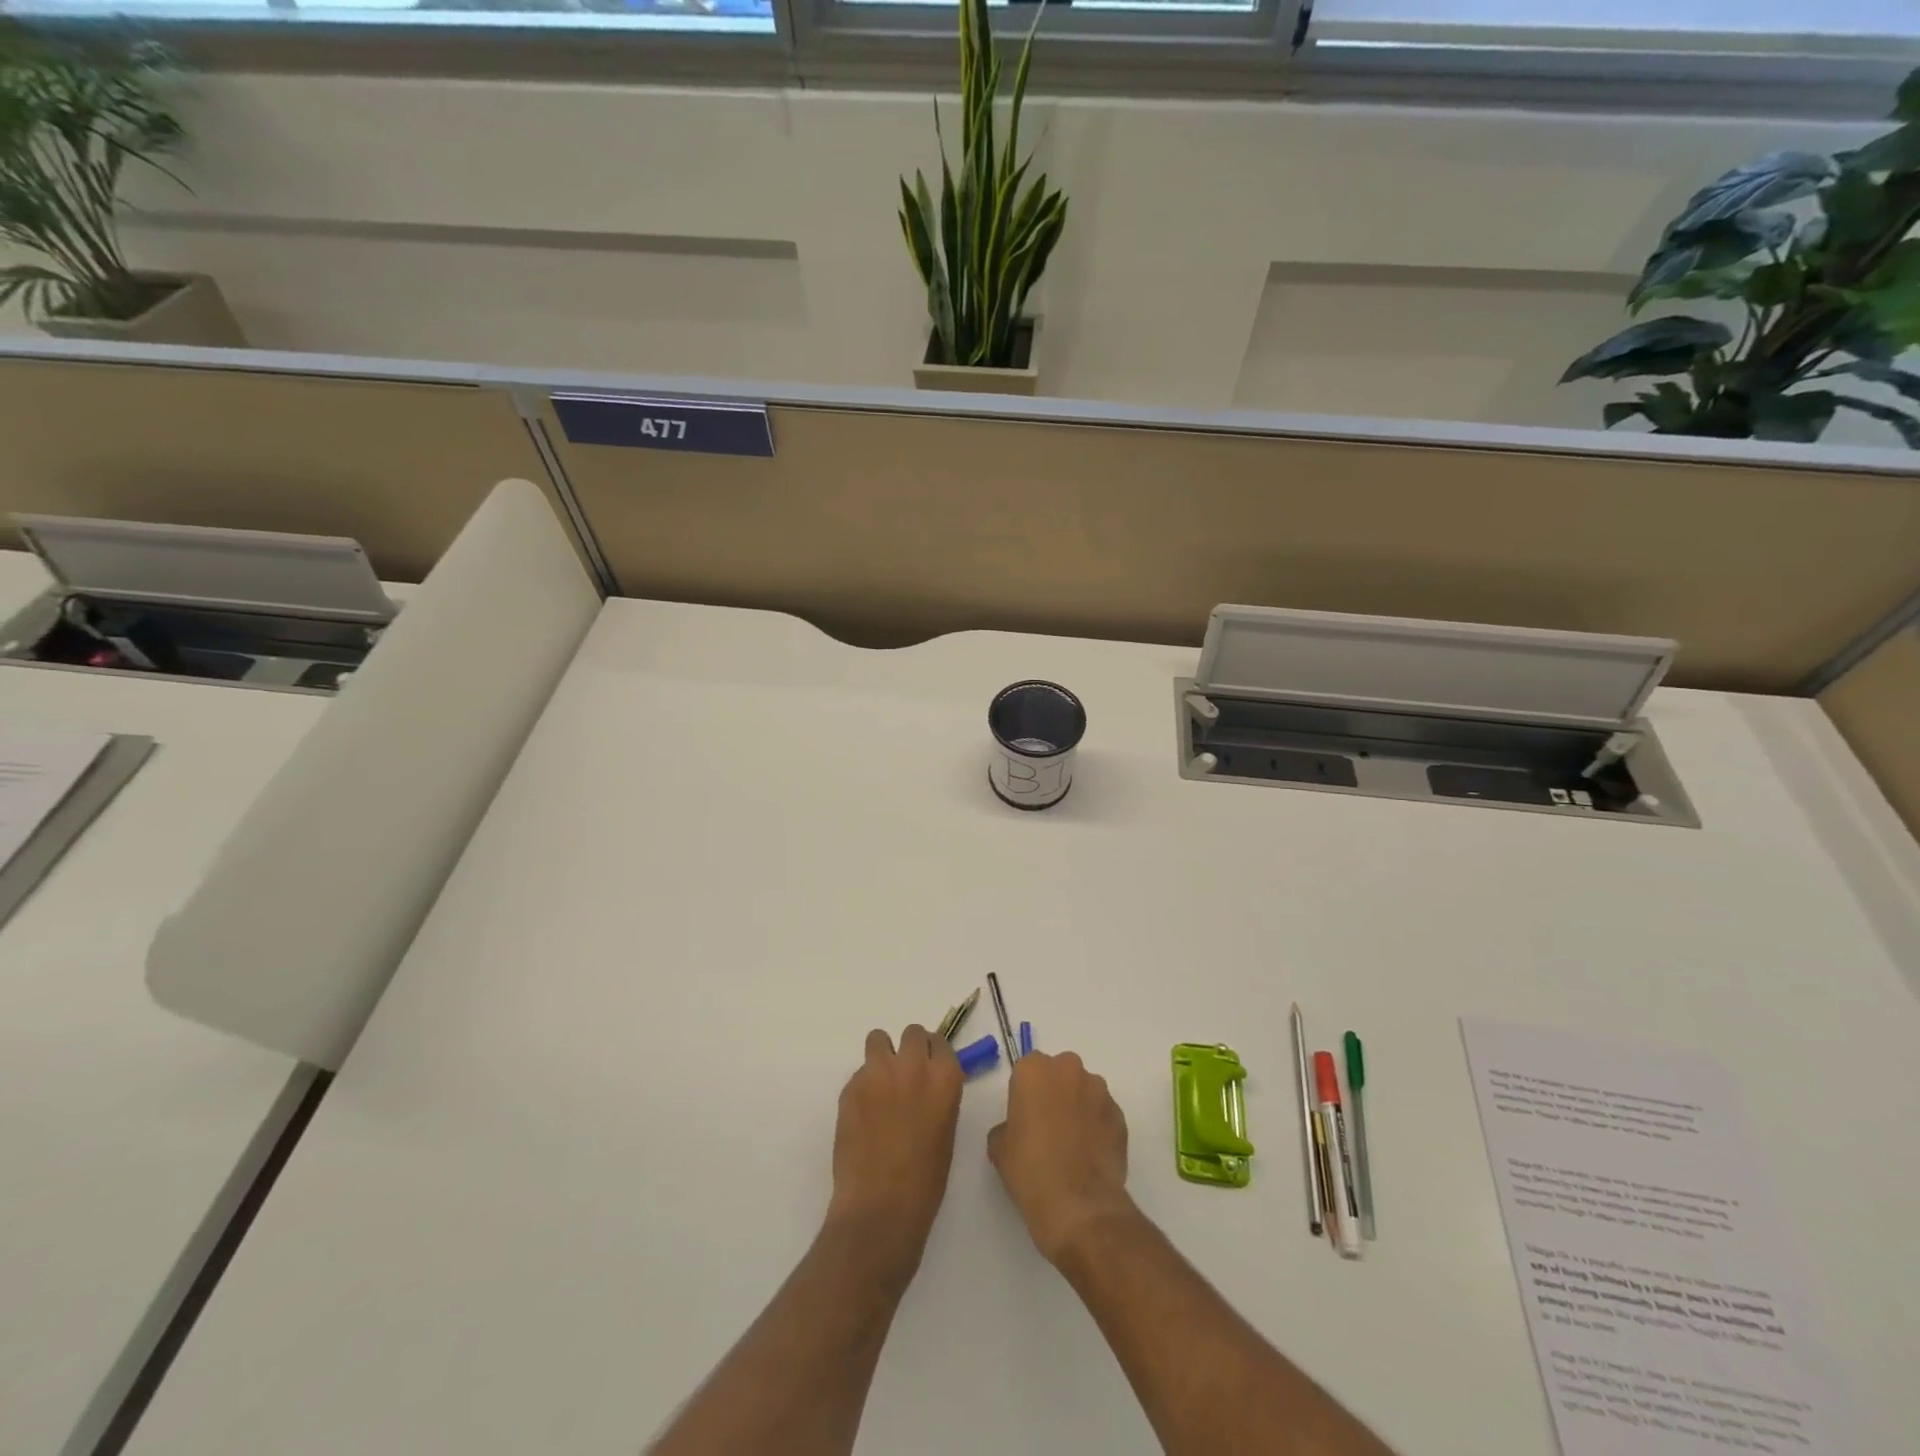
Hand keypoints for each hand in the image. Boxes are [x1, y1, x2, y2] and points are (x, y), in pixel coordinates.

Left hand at [826, 1025, 963, 1275]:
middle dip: (908, 1050)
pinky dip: (862, 1086)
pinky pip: (859, 1072)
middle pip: (912, 1033)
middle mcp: (913, 1064)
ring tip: (879, 1087)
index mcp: (945, 1077)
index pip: (940, 1042)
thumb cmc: (925, 1179)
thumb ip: (937, 1096)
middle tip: (903, 1076)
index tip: (928, 1068)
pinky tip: (862, 1115)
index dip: (932, 1055)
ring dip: (881, 1057)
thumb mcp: (945, 1130)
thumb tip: (926, 1086)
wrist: (881, 1206)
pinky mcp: (851, 1085)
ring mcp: (879, 1072)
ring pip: (878, 1039)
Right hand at [988, 1050, 1133, 1264]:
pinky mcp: (1120, 1115)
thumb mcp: (999, 1148)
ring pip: (1084, 1091)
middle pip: (1059, 1073)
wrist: (1078, 1205)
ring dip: (1078, 1107)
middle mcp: (1069, 1069)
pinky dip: (1097, 1126)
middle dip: (1055, 1093)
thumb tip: (1018, 1130)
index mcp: (1034, 1070)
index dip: (1025, 1094)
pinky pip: (1103, 1113)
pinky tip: (1090, 1155)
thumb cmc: (1030, 1169)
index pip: (1027, 1070)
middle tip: (1048, 1127)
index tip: (1025, 1117)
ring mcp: (1099, 1091)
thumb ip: (1007, 1126)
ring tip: (1073, 1144)